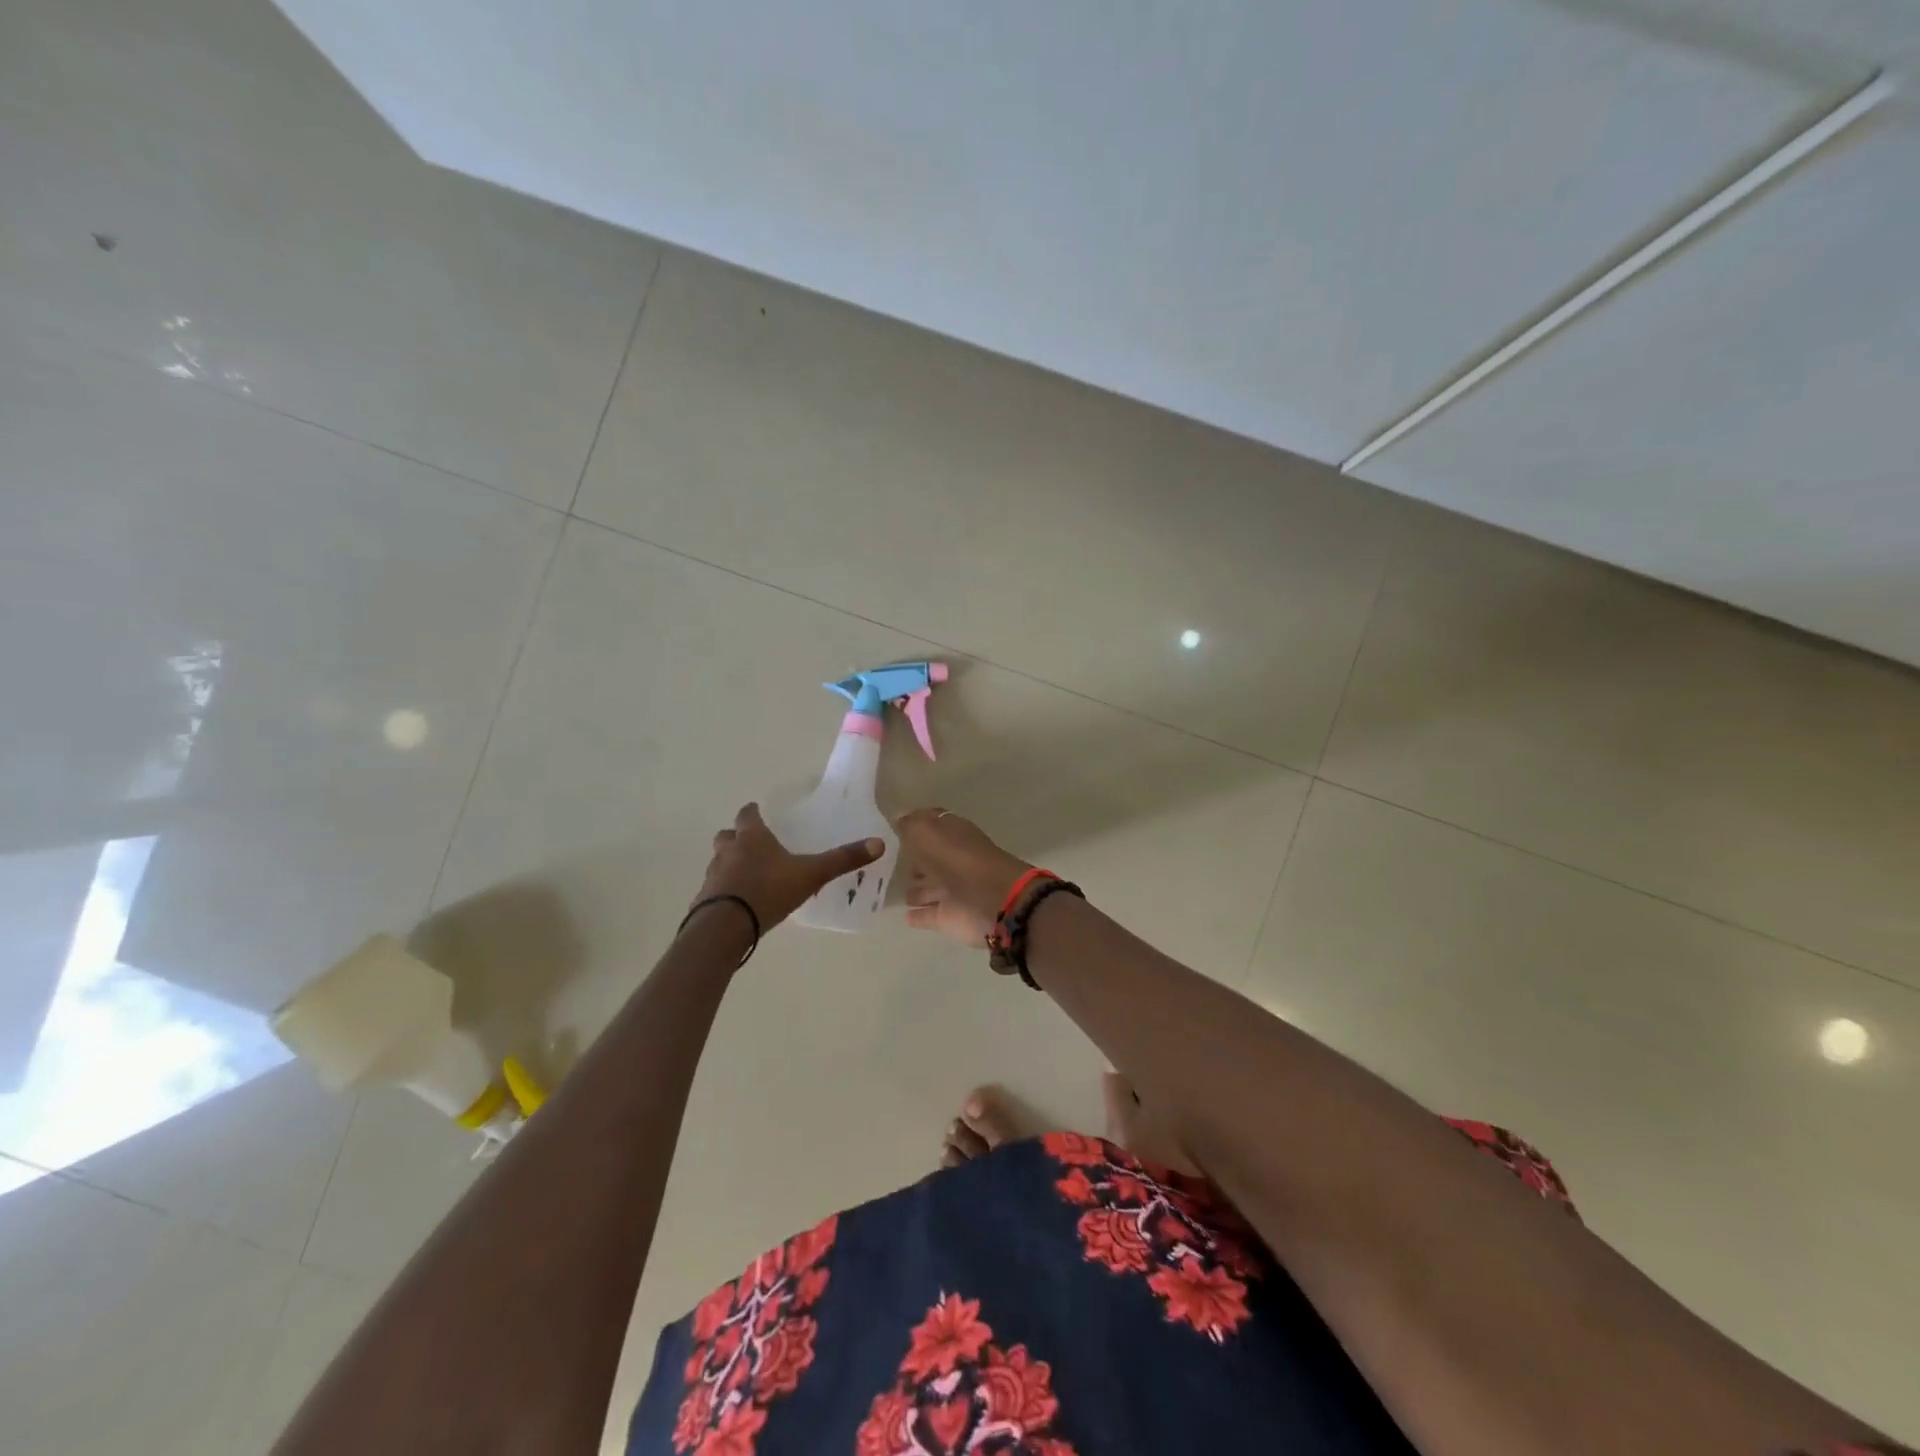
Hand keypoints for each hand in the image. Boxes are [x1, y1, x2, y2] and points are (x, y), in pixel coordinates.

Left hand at [693, 803, 882, 932]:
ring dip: (728, 863)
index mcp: (752, 838)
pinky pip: (714, 889)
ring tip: (745, 874)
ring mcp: (713, 876)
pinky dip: (724, 890)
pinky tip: (737, 902)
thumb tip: (878, 843)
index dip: (752, 812)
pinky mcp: (704, 901)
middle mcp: (728, 851)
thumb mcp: (812, 874)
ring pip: (718, 861)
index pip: (747, 815)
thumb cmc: (769, 890)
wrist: (725, 926)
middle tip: (749, 842)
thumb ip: (842, 860)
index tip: (756, 811)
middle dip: (735, 837)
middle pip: (726, 836)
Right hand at [895, 807, 1032, 946]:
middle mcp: (953, 860)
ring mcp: (952, 890)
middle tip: (891, 863)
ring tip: (897, 892)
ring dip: (916, 890)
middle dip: (913, 861)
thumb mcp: (927, 833)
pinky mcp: (951, 917)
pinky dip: (919, 915)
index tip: (893, 827)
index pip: (931, 824)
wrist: (994, 902)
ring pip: (930, 888)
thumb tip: (898, 819)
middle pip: (929, 858)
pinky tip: (905, 917)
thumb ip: (910, 826)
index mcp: (953, 834)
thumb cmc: (958, 860)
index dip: (915, 824)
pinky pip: (930, 915)